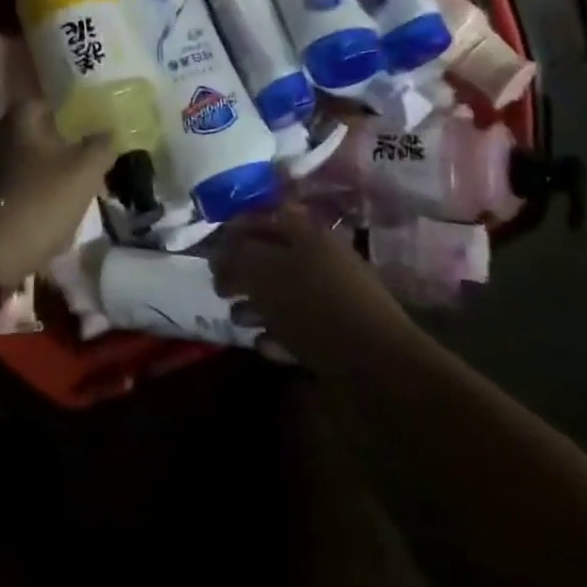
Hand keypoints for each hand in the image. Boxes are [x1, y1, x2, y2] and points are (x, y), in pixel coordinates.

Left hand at [0, 101, 114, 287]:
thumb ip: (101, 145)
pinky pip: (14, 197)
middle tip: (88, 170)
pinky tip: (49, 226)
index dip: (71, 115)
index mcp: (19, 122)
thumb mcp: (84, 170)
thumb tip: (108, 132)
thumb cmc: (38, 202)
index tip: (91, 133)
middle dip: (63, 153)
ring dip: (48, 182)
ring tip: (74, 202)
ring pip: (27, 169)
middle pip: (37, 138)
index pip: (47, 104)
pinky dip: (32, 206)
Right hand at [213, 207, 416, 367]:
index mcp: (308, 234)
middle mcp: (322, 260)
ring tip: (234, 317)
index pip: (267, 218)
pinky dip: (277, 333)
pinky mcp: (337, 337)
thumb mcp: (266, 274)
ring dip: (257, 304)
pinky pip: (299, 328)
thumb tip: (219, 254)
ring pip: (285, 294)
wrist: (376, 368)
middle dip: (244, 270)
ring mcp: (332, 299)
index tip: (210, 248)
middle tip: (218, 287)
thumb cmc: (315, 307)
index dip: (237, 229)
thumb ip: (238, 258)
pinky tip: (261, 344)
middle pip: (274, 257)